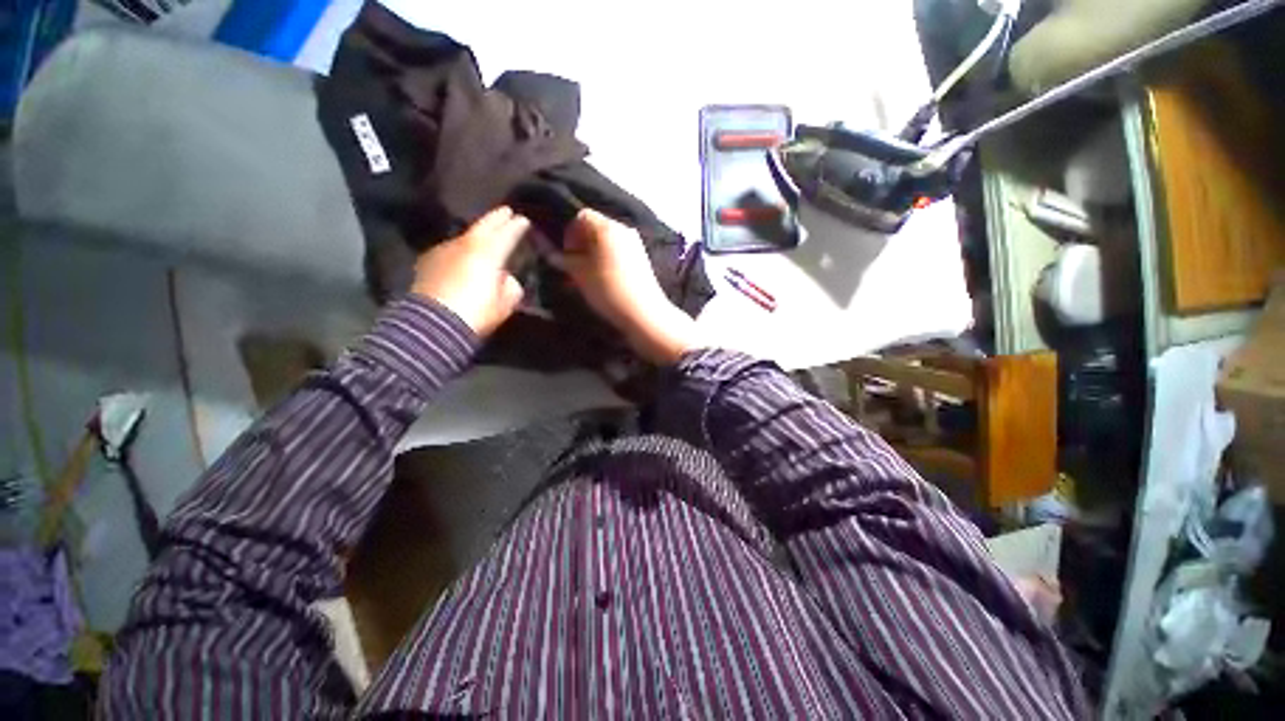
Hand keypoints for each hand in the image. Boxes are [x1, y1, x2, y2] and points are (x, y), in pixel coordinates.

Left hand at [411, 207, 529, 336]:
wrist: (434, 324)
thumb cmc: (477, 313)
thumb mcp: (506, 303)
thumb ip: (510, 286)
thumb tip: (505, 278)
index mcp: (489, 253)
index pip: (507, 233)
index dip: (517, 226)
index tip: (524, 220)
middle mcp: (466, 245)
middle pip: (484, 226)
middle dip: (497, 218)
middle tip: (506, 212)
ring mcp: (444, 250)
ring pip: (466, 236)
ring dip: (478, 234)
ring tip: (486, 235)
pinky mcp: (429, 261)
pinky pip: (451, 248)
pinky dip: (461, 248)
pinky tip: (463, 255)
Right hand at [563, 209, 701, 364]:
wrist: (643, 314)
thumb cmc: (608, 290)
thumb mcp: (579, 274)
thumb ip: (561, 258)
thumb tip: (547, 249)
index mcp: (607, 226)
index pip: (581, 216)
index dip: (569, 233)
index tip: (566, 255)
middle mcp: (623, 228)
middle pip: (595, 227)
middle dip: (581, 244)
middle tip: (574, 266)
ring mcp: (636, 243)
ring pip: (607, 241)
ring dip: (593, 253)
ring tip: (588, 275)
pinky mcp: (642, 259)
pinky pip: (619, 252)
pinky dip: (607, 260)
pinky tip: (604, 279)